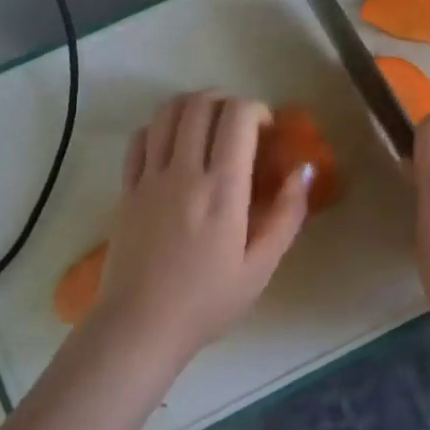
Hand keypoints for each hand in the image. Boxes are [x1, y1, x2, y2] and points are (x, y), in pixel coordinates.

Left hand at [92, 92, 311, 361]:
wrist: (139, 327)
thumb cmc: (207, 301)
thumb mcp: (261, 267)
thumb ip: (287, 215)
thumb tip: (304, 170)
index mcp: (222, 190)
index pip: (237, 116)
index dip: (257, 109)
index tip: (267, 131)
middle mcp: (184, 173)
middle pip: (201, 103)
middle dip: (228, 101)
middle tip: (241, 126)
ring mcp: (150, 178)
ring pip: (168, 112)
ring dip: (194, 107)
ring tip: (210, 128)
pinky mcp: (126, 188)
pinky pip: (141, 138)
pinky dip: (162, 127)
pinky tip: (176, 146)